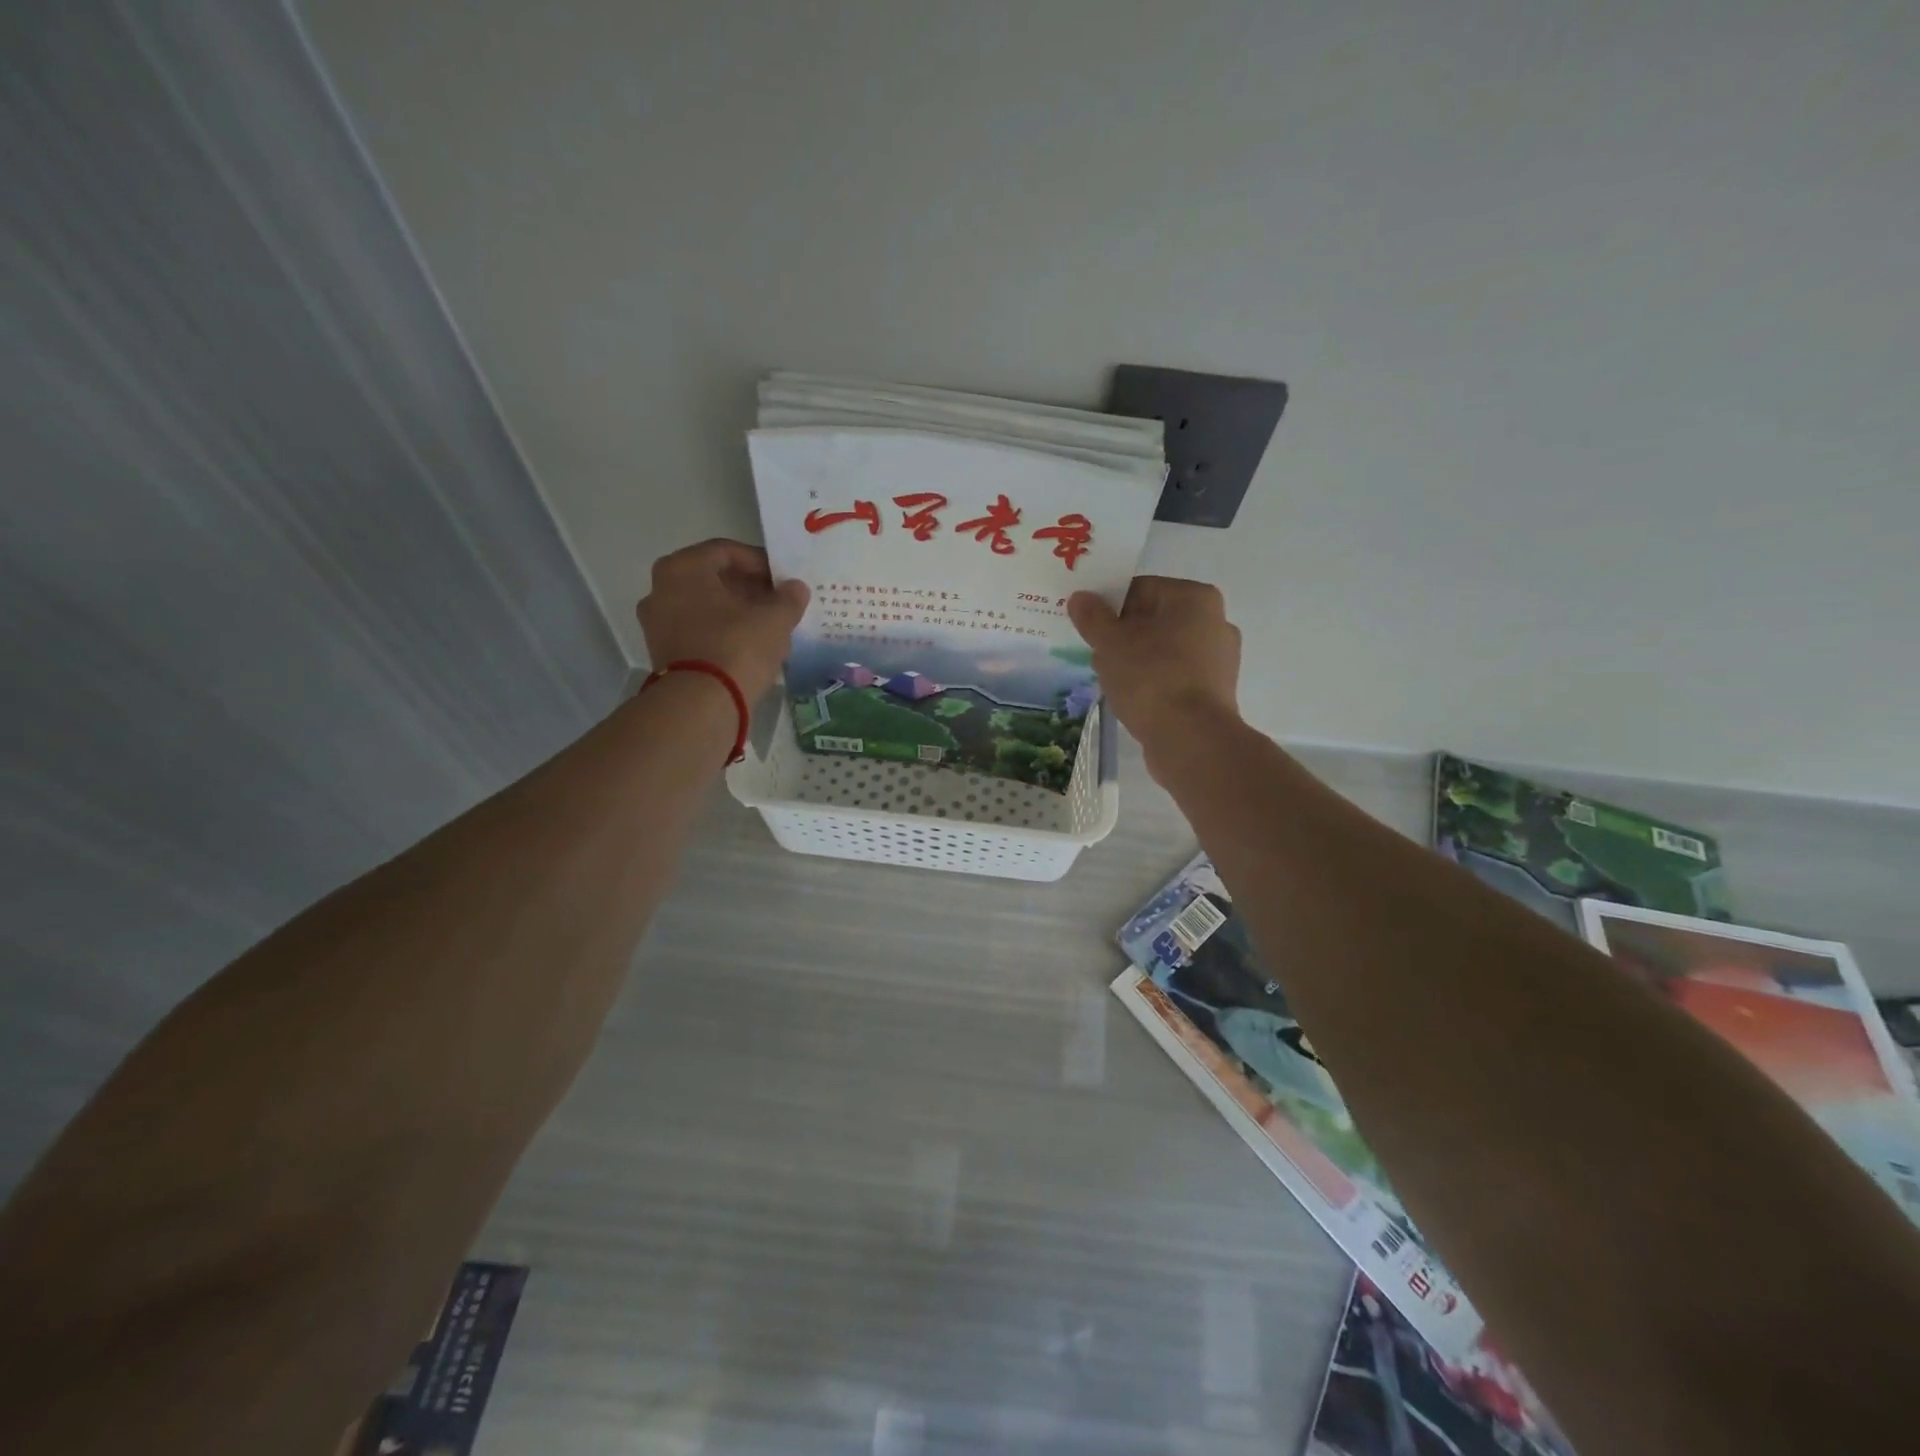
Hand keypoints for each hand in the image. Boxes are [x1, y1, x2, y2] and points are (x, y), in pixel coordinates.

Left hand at [636, 539, 809, 700]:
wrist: (701, 705)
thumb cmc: (737, 647)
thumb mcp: (774, 619)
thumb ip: (788, 598)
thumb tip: (796, 588)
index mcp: (682, 568)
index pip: (726, 552)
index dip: (760, 562)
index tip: (783, 579)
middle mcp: (661, 589)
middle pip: (712, 579)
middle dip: (748, 588)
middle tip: (778, 601)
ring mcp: (657, 623)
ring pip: (705, 607)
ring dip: (735, 611)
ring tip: (767, 626)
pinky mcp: (663, 653)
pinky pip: (698, 631)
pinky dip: (722, 632)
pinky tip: (749, 646)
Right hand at [1067, 577, 1241, 770]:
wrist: (1191, 739)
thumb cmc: (1151, 678)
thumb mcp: (1110, 643)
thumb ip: (1093, 617)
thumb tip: (1081, 598)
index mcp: (1195, 598)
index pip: (1140, 589)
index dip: (1108, 605)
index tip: (1088, 627)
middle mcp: (1215, 621)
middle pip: (1153, 619)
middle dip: (1122, 635)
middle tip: (1096, 655)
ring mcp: (1219, 658)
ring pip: (1164, 649)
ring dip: (1136, 659)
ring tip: (1111, 680)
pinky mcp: (1215, 691)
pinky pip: (1175, 675)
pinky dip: (1153, 681)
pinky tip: (1133, 698)